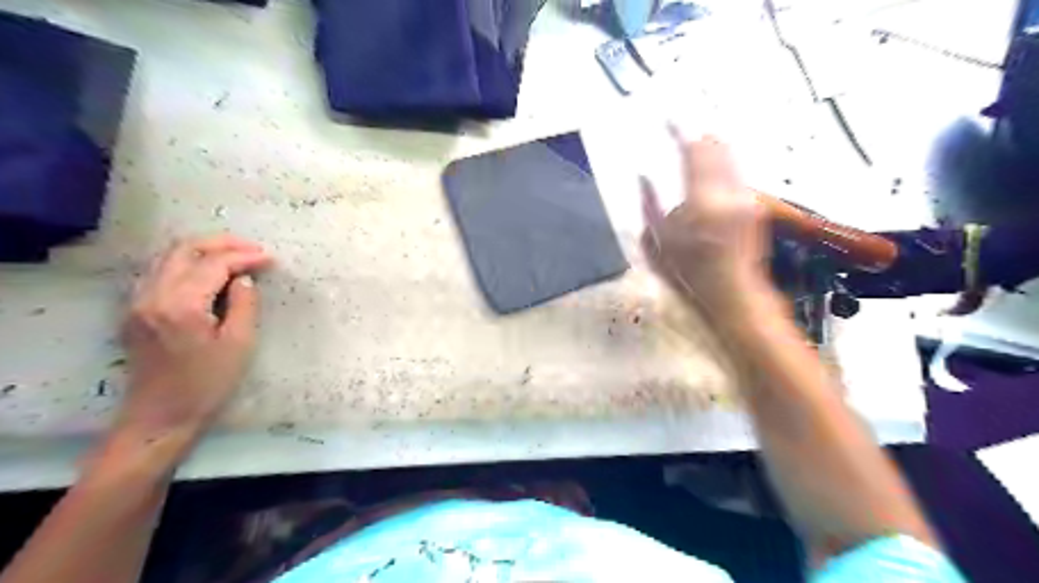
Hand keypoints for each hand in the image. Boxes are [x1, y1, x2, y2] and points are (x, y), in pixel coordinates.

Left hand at [116, 235, 271, 438]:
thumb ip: (243, 305)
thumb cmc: (207, 384)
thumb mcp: (239, 344)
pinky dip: (185, 263)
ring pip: (167, 257)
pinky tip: (207, 273)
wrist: (160, 416)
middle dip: (221, 243)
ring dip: (202, 250)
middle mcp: (152, 295)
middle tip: (252, 249)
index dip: (244, 257)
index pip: (214, 264)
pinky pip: (159, 271)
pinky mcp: (134, 310)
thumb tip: (244, 279)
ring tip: (234, 256)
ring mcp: (137, 301)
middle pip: (183, 249)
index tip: (270, 259)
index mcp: (180, 305)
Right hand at [642, 129, 770, 314]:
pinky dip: (721, 166)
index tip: (668, 120)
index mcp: (701, 203)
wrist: (732, 295)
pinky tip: (710, 175)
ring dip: (711, 150)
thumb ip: (647, 206)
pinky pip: (736, 174)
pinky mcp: (755, 205)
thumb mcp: (656, 245)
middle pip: (717, 147)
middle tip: (682, 133)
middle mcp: (729, 194)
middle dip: (698, 137)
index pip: (693, 151)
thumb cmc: (689, 276)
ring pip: (730, 158)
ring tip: (695, 149)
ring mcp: (746, 199)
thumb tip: (643, 179)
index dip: (679, 131)